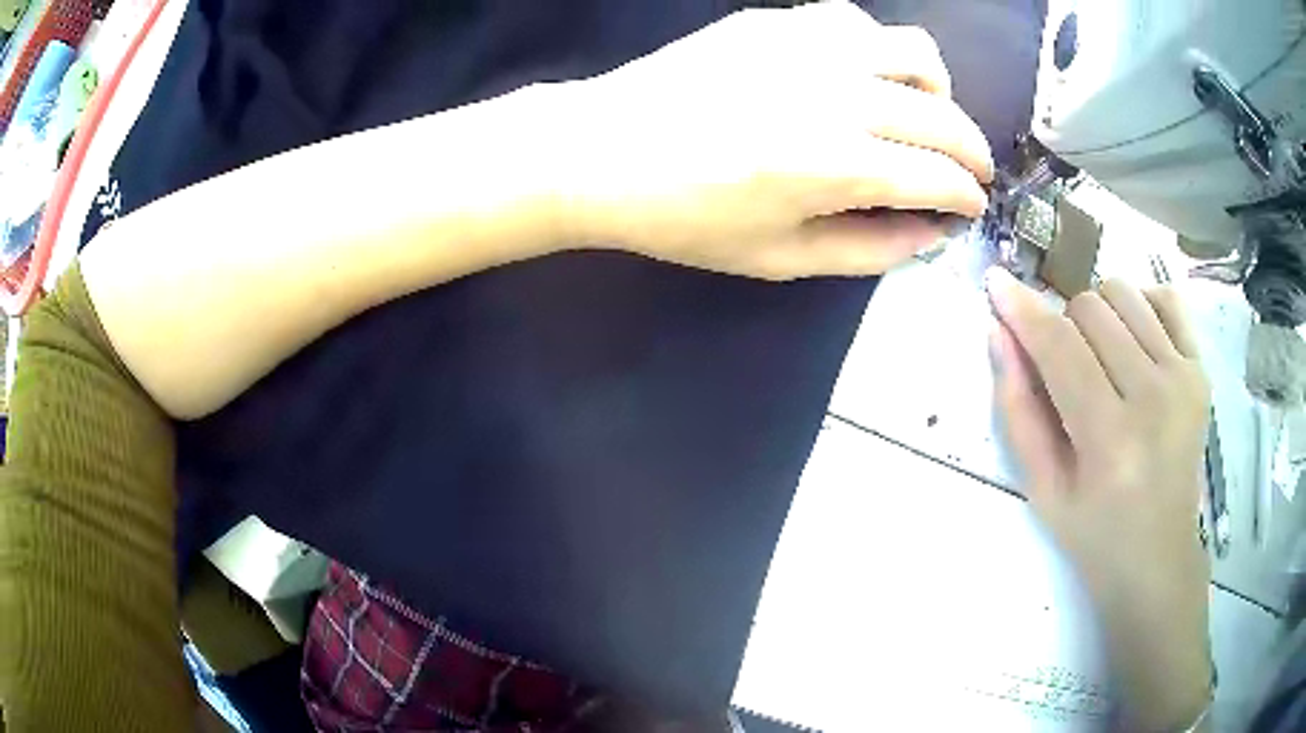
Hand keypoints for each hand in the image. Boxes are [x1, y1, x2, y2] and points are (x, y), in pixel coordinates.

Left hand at [558, 0, 992, 280]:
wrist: (600, 151)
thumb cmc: (684, 218)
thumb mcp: (779, 259)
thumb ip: (868, 250)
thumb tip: (929, 233)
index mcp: (838, 166)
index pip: (941, 178)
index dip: (967, 197)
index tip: (971, 207)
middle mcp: (838, 95)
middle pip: (945, 117)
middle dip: (973, 152)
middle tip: (968, 172)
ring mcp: (808, 46)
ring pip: (916, 53)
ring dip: (938, 91)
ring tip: (925, 116)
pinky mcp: (777, 21)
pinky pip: (859, 22)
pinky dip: (881, 52)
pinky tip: (864, 74)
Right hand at [987, 269, 1213, 731]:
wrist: (1159, 556)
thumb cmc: (1094, 533)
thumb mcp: (1042, 489)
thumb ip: (1017, 410)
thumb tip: (999, 334)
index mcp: (1109, 440)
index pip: (1059, 347)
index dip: (1023, 310)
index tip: (996, 283)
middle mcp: (1154, 398)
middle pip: (1091, 308)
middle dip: (1063, 327)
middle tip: (1066, 369)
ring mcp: (1184, 378)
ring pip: (1124, 295)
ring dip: (1098, 315)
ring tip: (1099, 357)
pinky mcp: (1201, 371)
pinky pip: (1166, 299)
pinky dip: (1141, 305)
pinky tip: (1133, 340)